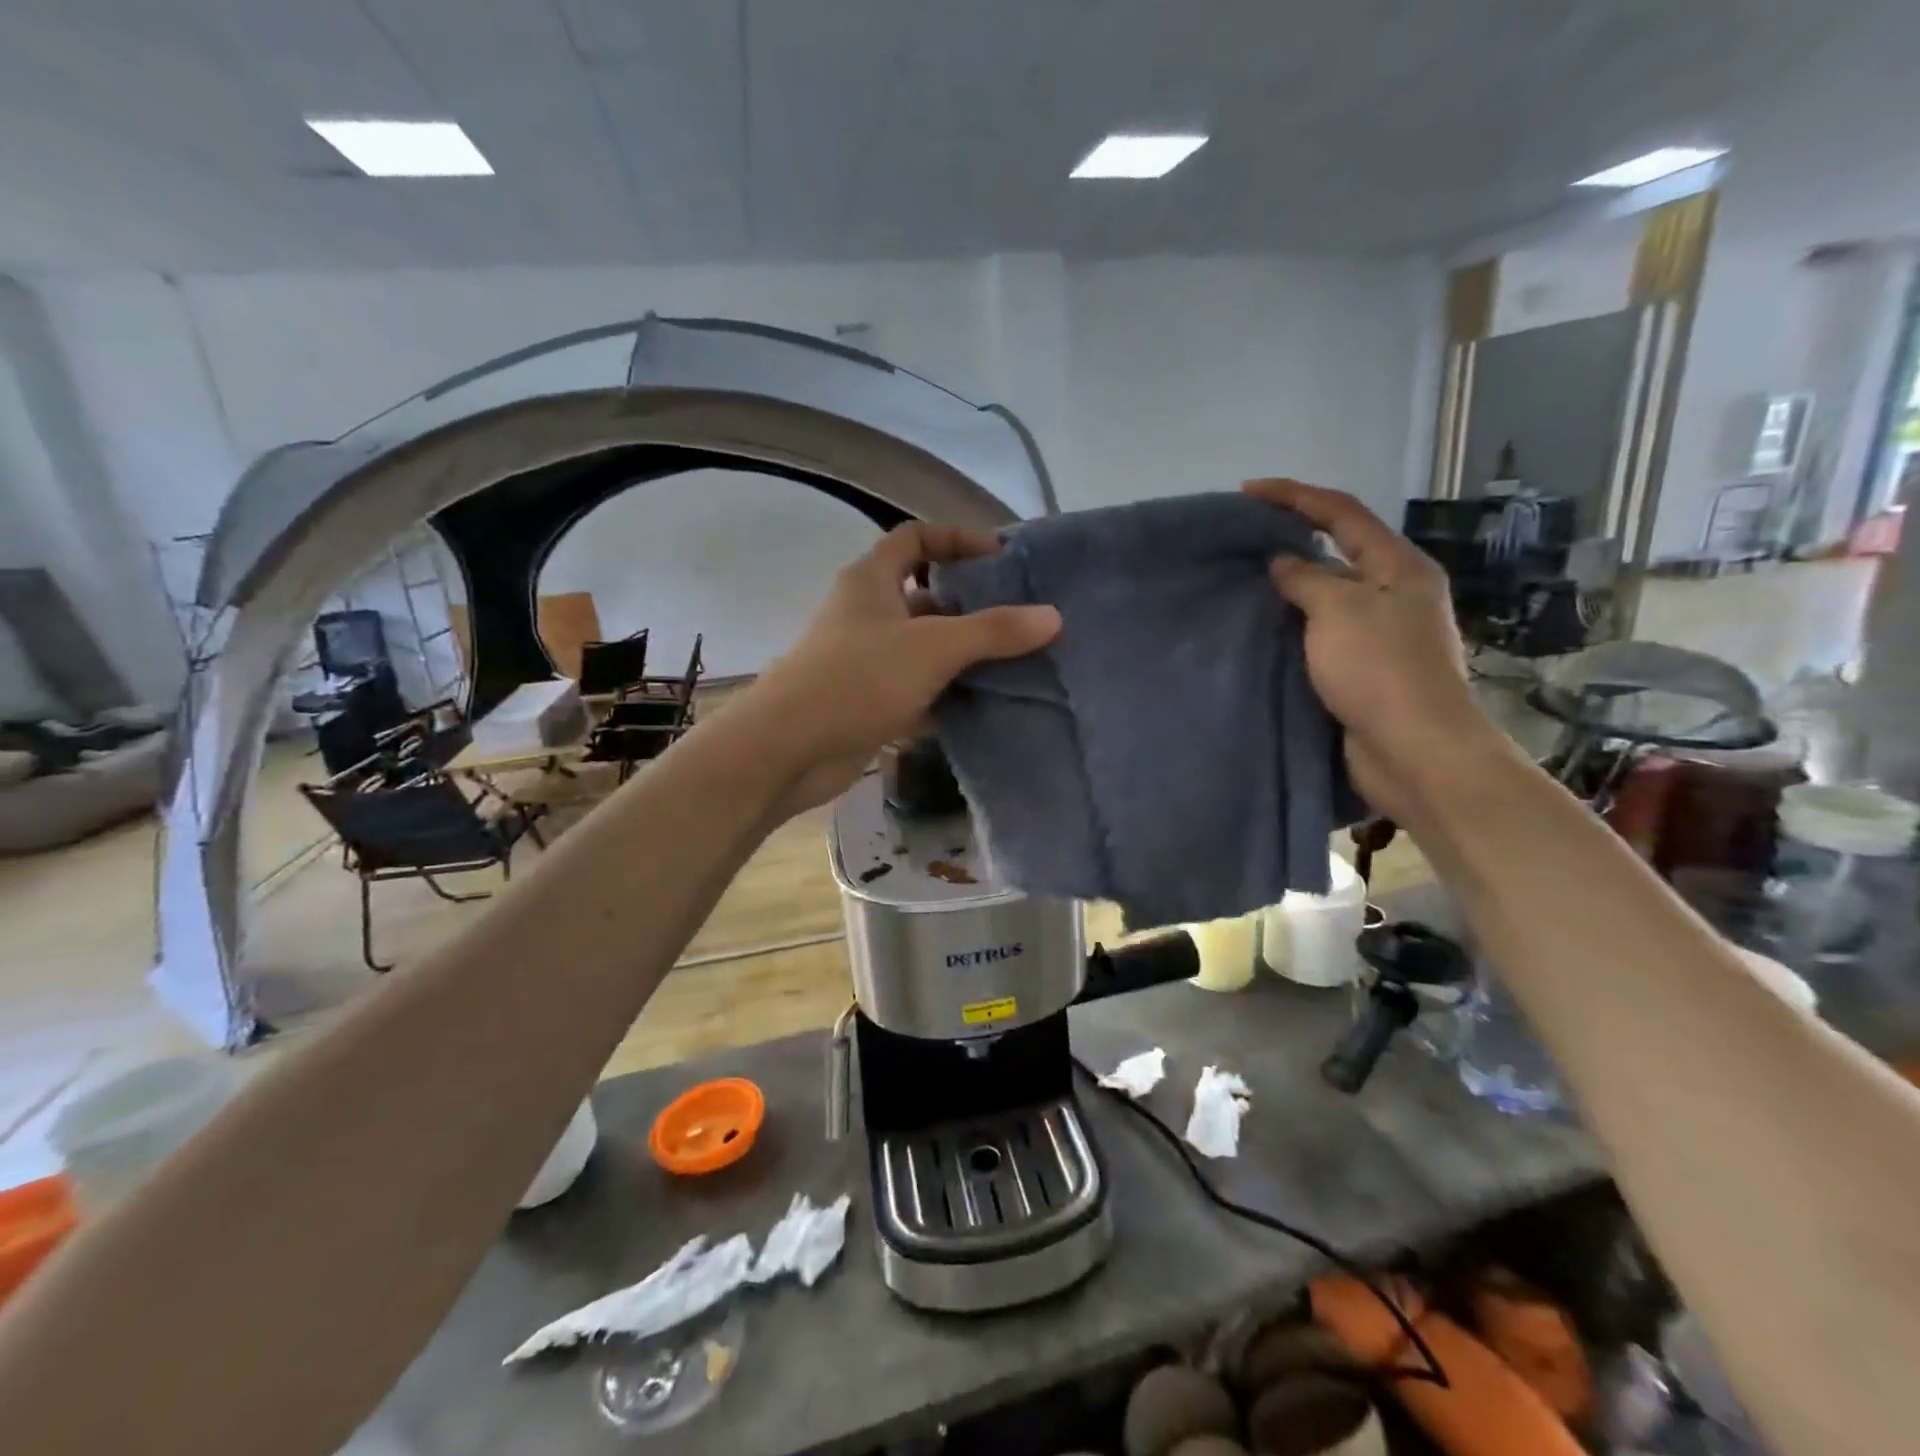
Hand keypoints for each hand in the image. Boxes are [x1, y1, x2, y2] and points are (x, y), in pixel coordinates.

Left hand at [737, 522, 1060, 817]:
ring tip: (1015, 663)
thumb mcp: (933, 648)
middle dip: (970, 605)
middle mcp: (866, 613)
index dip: (958, 539)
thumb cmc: (857, 680)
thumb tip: (1053, 616)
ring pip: (923, 647)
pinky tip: (983, 706)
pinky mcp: (867, 701)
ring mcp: (864, 659)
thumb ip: (993, 631)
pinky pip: (915, 688)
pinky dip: (945, 694)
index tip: (1000, 558)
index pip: (916, 537)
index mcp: (871, 580)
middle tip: (1021, 619)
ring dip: (962, 655)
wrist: (788, 749)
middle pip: (925, 595)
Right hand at [1243, 478, 1500, 819]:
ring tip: (1246, 581)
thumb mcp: (1338, 611)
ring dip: (1291, 584)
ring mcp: (1382, 631)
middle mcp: (1395, 592)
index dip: (1295, 495)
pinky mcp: (1366, 667)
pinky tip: (1266, 627)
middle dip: (1293, 537)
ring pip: (1329, 594)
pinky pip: (1323, 630)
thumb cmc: (1380, 670)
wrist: (1414, 749)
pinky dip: (1294, 622)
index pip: (1343, 513)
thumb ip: (1306, 579)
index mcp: (1399, 566)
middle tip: (1244, 538)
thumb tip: (1283, 562)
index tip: (1248, 492)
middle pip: (1339, 549)